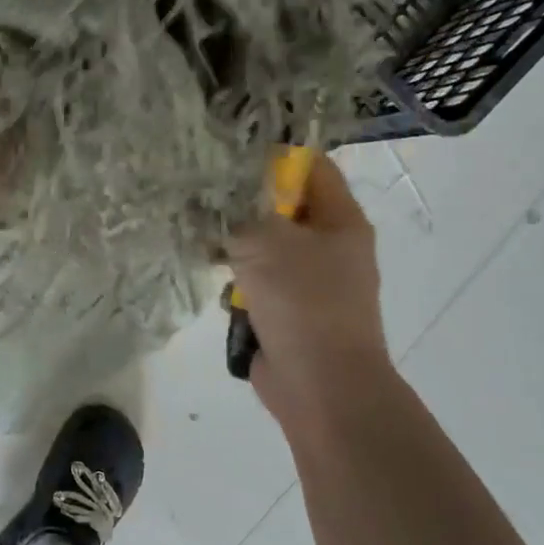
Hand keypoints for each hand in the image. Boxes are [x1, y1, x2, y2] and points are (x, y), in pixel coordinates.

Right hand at [227, 154, 393, 434]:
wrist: (322, 386)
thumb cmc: (303, 302)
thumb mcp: (264, 242)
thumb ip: (234, 213)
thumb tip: (209, 199)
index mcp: (340, 220)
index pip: (311, 167)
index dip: (274, 158)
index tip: (229, 158)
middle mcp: (329, 245)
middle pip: (283, 207)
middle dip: (243, 203)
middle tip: (203, 196)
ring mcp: (310, 281)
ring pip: (266, 246)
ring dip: (236, 245)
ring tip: (204, 241)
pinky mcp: (289, 310)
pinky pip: (259, 282)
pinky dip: (239, 281)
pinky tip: (218, 284)